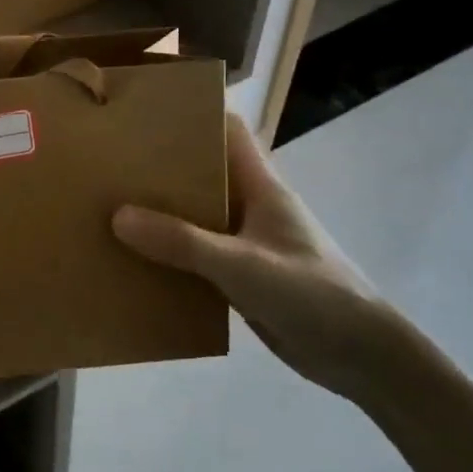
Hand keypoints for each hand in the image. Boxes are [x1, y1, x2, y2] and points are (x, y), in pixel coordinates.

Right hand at [112, 112, 396, 399]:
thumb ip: (181, 242)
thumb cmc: (311, 294)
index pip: (230, 132)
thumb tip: (117, 216)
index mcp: (262, 188)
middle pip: (204, 174)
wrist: (362, 357)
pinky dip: (170, 256)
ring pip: (197, 218)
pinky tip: (135, 263)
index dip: (194, 116)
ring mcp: (247, 244)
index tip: (146, 114)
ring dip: (161, 216)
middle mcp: (252, 209)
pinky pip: (197, 257)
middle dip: (162, 169)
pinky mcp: (242, 278)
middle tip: (112, 166)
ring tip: (110, 210)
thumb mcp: (241, 265)